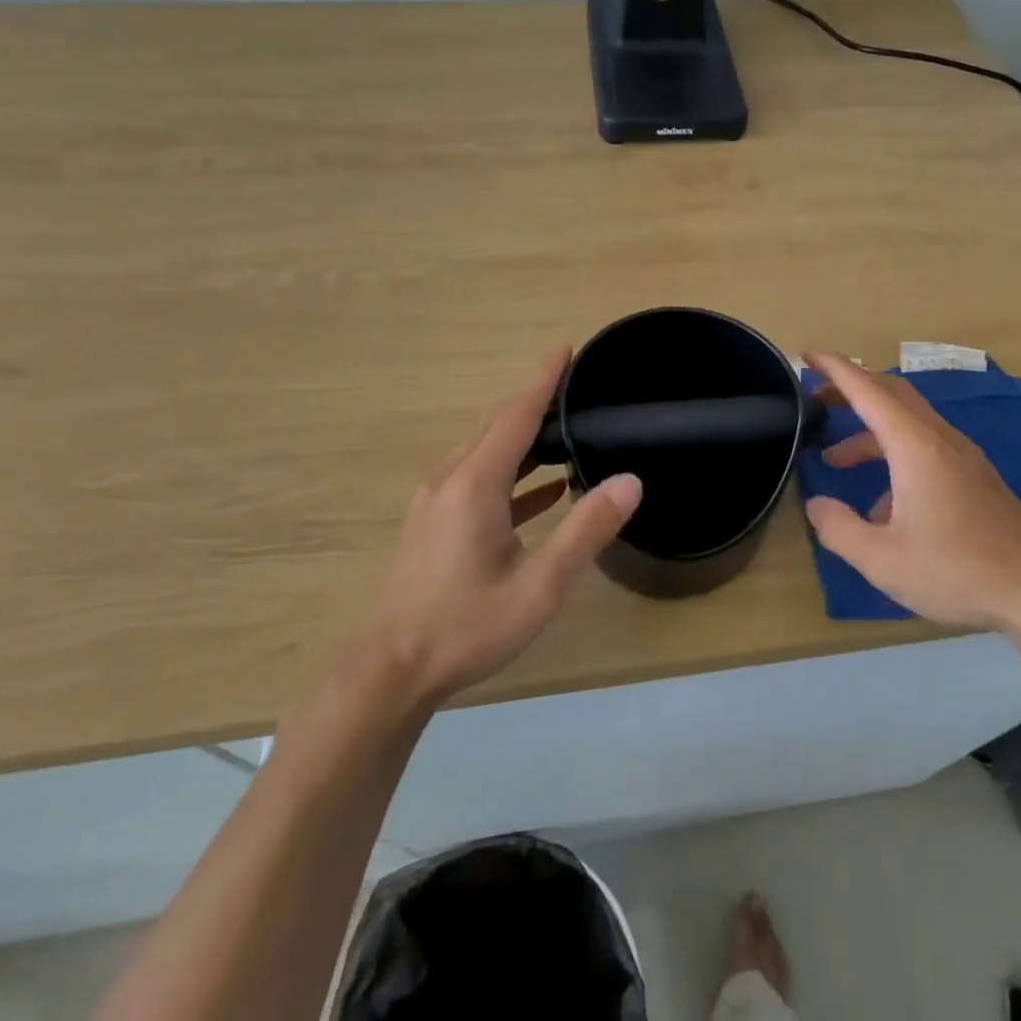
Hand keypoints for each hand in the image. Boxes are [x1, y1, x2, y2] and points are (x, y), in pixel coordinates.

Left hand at [356, 347, 642, 705]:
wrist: (389, 671)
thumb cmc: (466, 626)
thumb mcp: (538, 585)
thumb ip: (585, 530)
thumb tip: (630, 482)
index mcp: (475, 482)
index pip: (516, 414)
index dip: (544, 380)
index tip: (566, 348)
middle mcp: (452, 479)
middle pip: (498, 425)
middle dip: (536, 400)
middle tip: (575, 384)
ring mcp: (438, 501)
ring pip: (486, 451)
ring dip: (524, 435)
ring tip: (565, 427)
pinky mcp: (434, 523)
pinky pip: (478, 480)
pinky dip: (512, 473)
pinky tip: (542, 488)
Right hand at [802, 350, 1020, 631]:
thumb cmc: (958, 570)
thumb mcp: (883, 560)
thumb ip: (839, 529)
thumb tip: (816, 505)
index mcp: (915, 446)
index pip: (868, 390)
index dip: (835, 368)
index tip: (808, 355)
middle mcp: (940, 439)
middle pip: (891, 393)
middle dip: (851, 388)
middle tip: (816, 396)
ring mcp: (962, 456)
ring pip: (908, 421)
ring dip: (869, 429)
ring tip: (835, 459)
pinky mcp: (974, 477)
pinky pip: (925, 446)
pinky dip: (893, 453)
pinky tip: (883, 505)